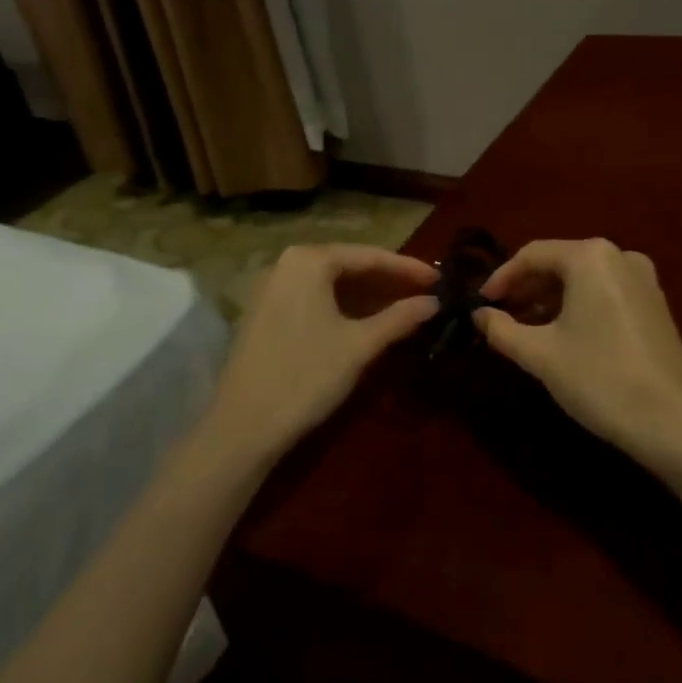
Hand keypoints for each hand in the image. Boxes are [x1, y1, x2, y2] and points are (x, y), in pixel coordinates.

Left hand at [205, 244, 439, 463]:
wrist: (242, 426)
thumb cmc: (306, 376)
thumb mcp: (359, 345)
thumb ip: (399, 318)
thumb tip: (434, 302)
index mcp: (309, 260)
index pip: (370, 256)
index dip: (407, 268)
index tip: (439, 278)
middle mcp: (287, 263)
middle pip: (349, 265)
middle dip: (388, 280)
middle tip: (425, 293)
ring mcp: (272, 287)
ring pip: (331, 283)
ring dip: (367, 295)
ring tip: (404, 306)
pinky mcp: (266, 312)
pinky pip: (314, 297)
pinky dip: (343, 306)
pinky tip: (367, 320)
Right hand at [476, 239, 681, 465]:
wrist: (675, 422)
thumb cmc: (600, 378)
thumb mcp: (541, 355)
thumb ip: (502, 329)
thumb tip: (479, 315)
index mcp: (591, 256)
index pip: (532, 254)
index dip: (501, 277)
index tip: (480, 303)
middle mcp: (619, 256)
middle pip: (559, 263)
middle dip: (526, 288)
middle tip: (499, 316)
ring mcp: (643, 279)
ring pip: (582, 279)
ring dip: (550, 299)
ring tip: (525, 329)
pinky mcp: (655, 303)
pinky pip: (604, 292)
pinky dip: (577, 306)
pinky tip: (562, 335)